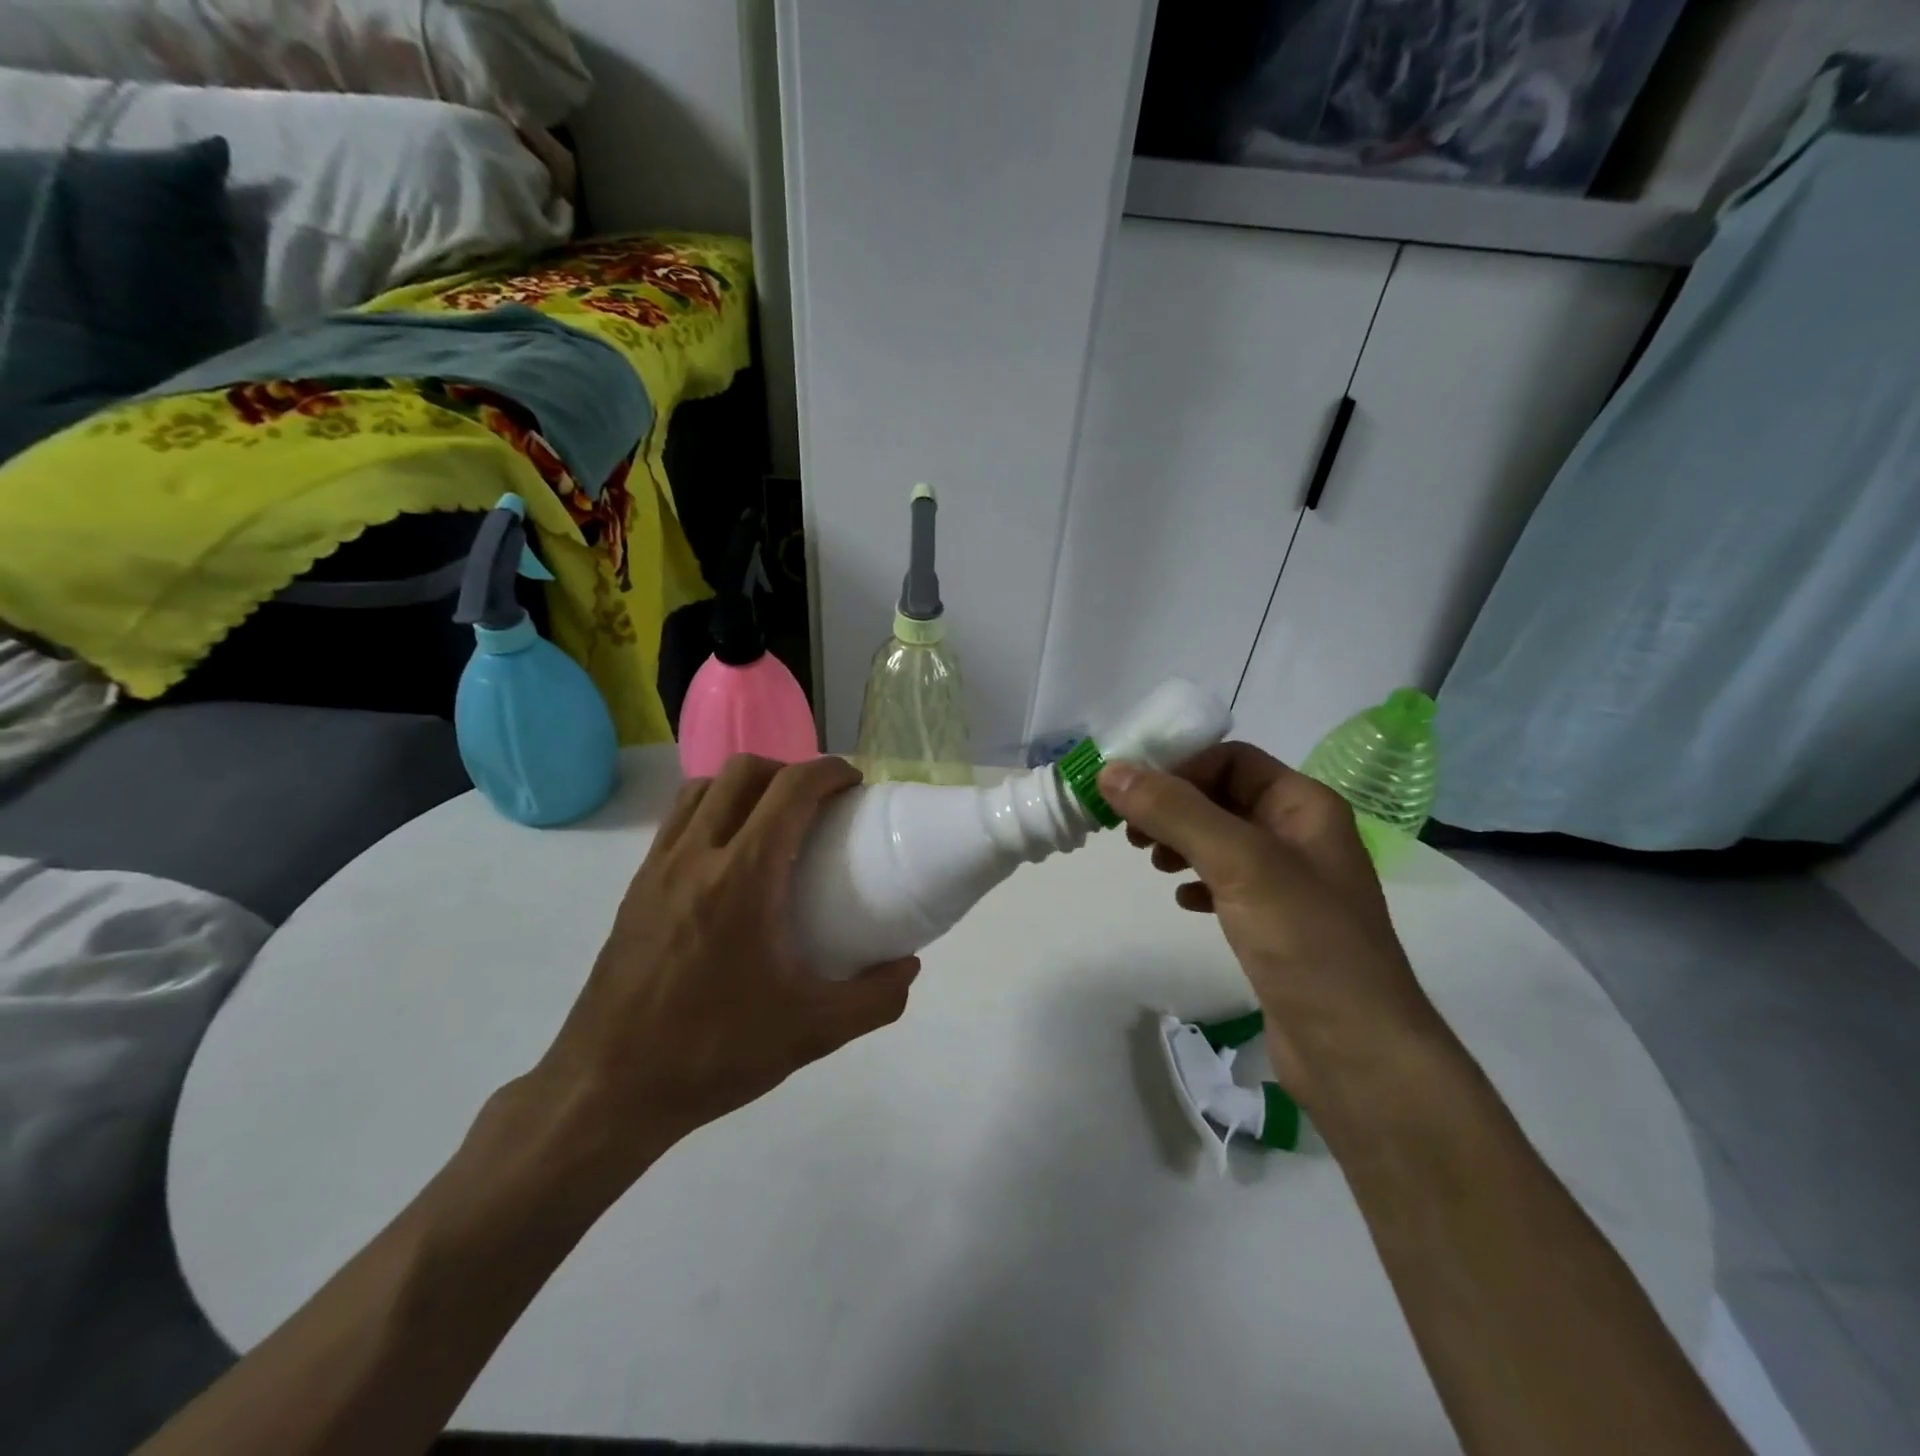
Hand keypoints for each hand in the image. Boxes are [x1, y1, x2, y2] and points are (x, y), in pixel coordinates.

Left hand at [527, 755, 918, 1192]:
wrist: (607, 1089)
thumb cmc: (712, 1053)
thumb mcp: (811, 1033)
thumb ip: (875, 999)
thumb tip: (909, 967)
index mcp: (743, 878)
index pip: (790, 790)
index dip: (828, 771)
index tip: (855, 785)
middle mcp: (696, 856)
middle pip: (743, 772)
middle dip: (789, 770)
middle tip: (818, 804)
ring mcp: (658, 868)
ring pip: (702, 788)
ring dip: (745, 785)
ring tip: (772, 820)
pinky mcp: (635, 888)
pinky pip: (676, 820)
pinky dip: (710, 810)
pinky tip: (728, 857)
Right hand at [1099, 743, 1447, 1108]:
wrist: (1356, 1053)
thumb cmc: (1306, 942)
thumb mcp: (1239, 863)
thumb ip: (1175, 812)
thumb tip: (1111, 771)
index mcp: (1305, 806)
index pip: (1232, 760)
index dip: (1181, 768)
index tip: (1132, 795)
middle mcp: (1300, 835)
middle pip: (1222, 797)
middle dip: (1173, 807)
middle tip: (1131, 834)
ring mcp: (1288, 883)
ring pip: (1219, 840)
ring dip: (1180, 841)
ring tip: (1152, 863)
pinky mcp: (1275, 924)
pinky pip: (1226, 883)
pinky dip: (1197, 881)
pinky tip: (1183, 901)